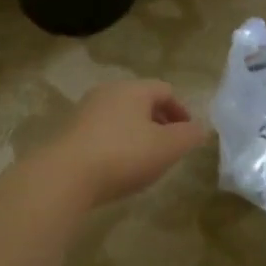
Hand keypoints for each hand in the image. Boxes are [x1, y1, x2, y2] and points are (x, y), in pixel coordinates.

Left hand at [37, 80, 212, 208]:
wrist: (65, 176)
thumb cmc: (123, 155)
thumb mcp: (167, 148)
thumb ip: (188, 136)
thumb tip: (199, 128)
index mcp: (133, 89)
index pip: (165, 90)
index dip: (181, 111)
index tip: (188, 134)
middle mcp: (107, 92)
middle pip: (141, 101)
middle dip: (159, 121)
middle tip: (169, 147)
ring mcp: (85, 111)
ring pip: (120, 117)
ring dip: (137, 134)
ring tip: (145, 160)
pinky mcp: (69, 132)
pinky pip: (102, 132)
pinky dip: (116, 144)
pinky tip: (117, 168)